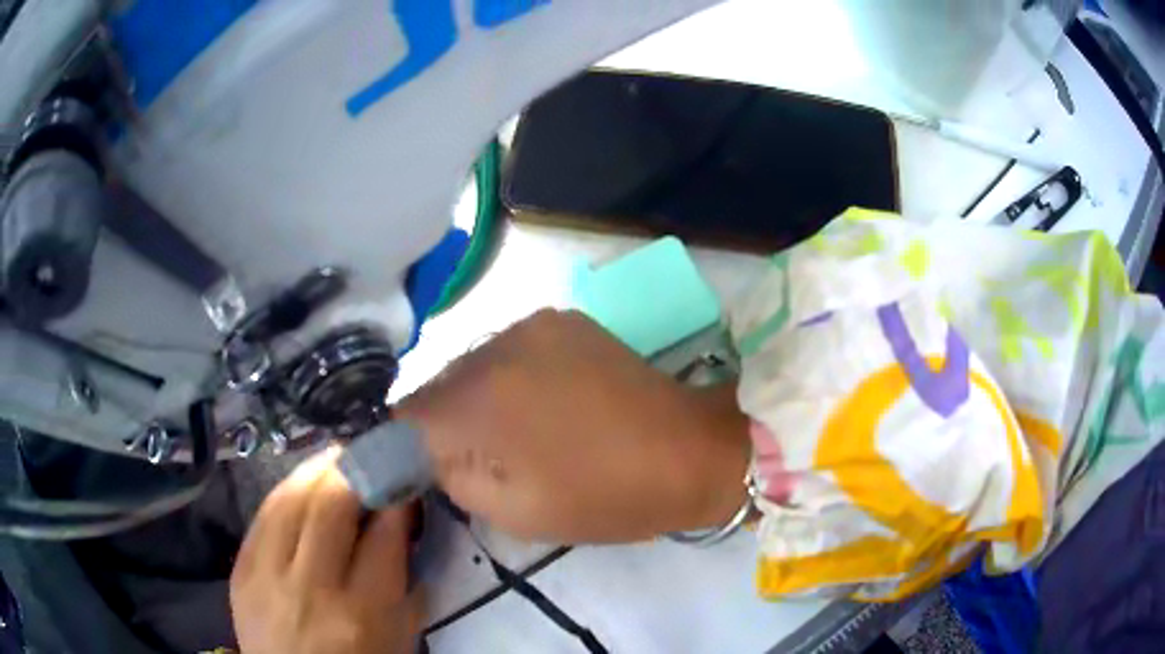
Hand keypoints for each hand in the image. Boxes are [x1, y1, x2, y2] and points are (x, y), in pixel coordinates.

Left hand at [230, 450, 423, 653]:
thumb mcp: (398, 636)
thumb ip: (405, 581)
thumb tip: (402, 520)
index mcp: (363, 612)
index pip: (383, 534)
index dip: (396, 496)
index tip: (403, 477)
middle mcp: (311, 587)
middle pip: (330, 503)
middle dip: (354, 468)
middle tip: (368, 454)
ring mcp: (267, 575)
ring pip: (290, 498)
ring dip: (316, 468)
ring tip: (335, 458)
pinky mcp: (241, 570)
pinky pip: (262, 515)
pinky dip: (286, 491)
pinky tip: (300, 483)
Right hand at [398, 309, 749, 543]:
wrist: (690, 451)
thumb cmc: (606, 496)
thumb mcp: (513, 510)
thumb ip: (452, 474)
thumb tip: (426, 449)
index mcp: (480, 399)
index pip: (405, 414)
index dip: (403, 442)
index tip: (417, 465)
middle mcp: (496, 344)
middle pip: (438, 385)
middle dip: (442, 421)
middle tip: (470, 457)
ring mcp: (532, 323)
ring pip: (472, 364)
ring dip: (476, 397)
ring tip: (512, 432)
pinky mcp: (562, 319)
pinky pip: (508, 350)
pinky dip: (507, 377)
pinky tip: (541, 403)